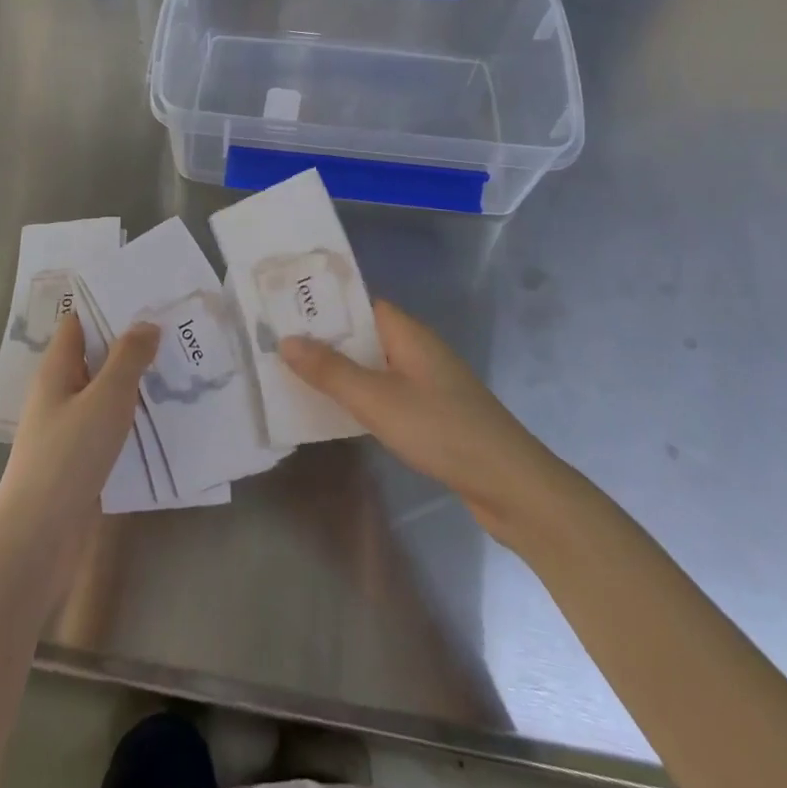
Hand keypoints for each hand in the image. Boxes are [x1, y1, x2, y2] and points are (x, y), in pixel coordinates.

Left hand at [0, 315, 156, 567]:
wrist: (37, 538)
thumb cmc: (68, 457)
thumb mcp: (105, 400)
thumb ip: (127, 359)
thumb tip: (146, 324)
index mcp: (56, 370)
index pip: (78, 323)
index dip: (107, 307)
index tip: (146, 297)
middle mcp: (59, 393)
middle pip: (94, 356)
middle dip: (130, 344)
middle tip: (175, 330)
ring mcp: (67, 427)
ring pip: (104, 392)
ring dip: (135, 381)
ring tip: (179, 368)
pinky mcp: (79, 458)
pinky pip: (109, 424)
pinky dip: (132, 416)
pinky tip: (164, 418)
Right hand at [281, 301, 565, 538]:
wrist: (510, 484)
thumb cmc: (441, 430)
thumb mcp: (377, 399)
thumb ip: (330, 371)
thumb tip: (286, 340)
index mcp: (407, 333)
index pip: (359, 303)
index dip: (323, 304)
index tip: (283, 309)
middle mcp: (417, 349)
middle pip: (363, 334)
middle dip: (324, 339)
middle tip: (276, 343)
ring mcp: (427, 381)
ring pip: (373, 365)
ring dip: (340, 370)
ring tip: (293, 375)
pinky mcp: (432, 412)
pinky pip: (385, 392)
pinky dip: (360, 395)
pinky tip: (336, 411)